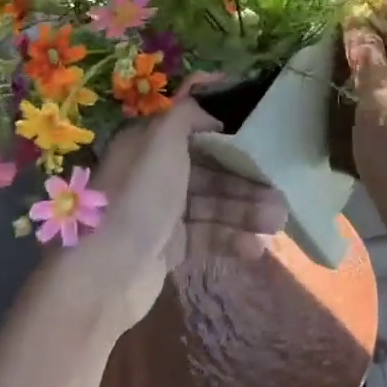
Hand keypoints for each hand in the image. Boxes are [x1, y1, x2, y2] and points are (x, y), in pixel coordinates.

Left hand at [45, 100, 287, 338]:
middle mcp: (155, 174)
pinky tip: (256, 247)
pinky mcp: (169, 246)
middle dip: (245, 180)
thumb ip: (186, 114)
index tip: (258, 134)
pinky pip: (206, 234)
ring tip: (278, 221)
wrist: (106, 274)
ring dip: (245, 211)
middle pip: (209, 170)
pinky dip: (231, 238)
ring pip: (212, 203)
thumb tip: (211, 112)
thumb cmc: (139, 197)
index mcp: (149, 144)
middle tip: (280, 192)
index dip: (224, 130)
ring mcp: (162, 212)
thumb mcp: (162, 141)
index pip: (192, 130)